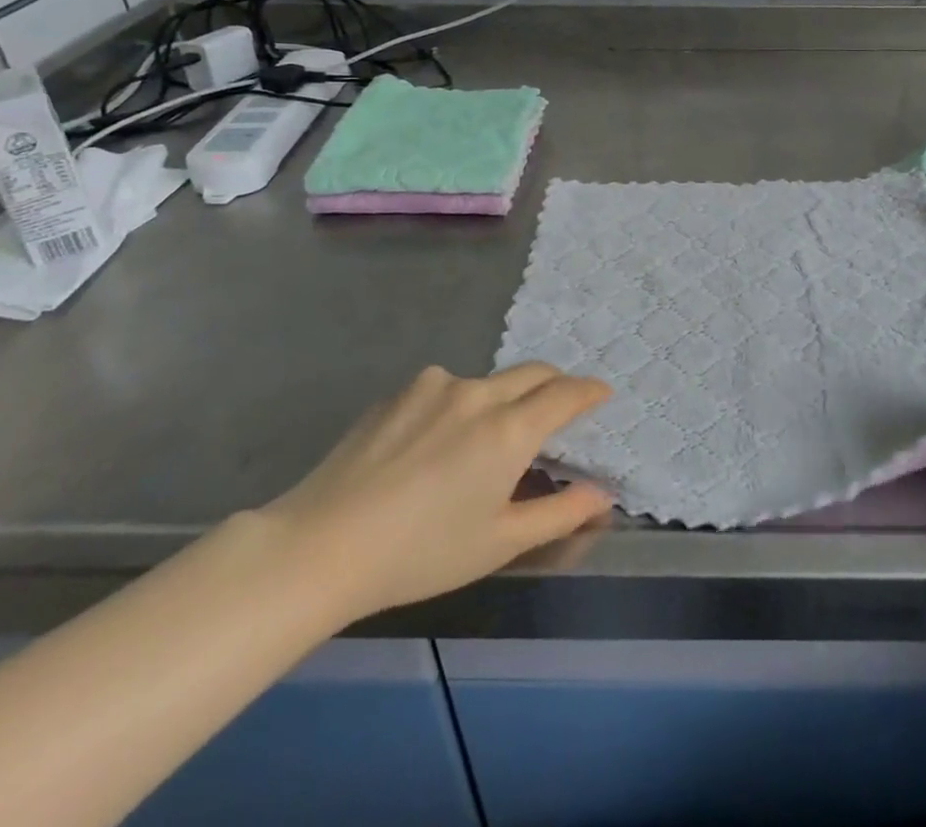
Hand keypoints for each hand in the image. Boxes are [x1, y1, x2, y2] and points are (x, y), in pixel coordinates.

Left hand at [257, 364, 611, 624]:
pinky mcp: (400, 392)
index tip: (603, 394)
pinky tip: (433, 443)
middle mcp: (479, 393)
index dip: (590, 391)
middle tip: (559, 409)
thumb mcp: (499, 542)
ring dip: (502, 398)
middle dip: (555, 384)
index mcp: (509, 428)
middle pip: (532, 373)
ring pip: (487, 381)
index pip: (566, 394)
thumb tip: (601, 495)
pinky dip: (459, 405)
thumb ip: (559, 513)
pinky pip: (445, 388)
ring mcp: (435, 386)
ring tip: (485, 439)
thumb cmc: (422, 552)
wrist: (322, 545)